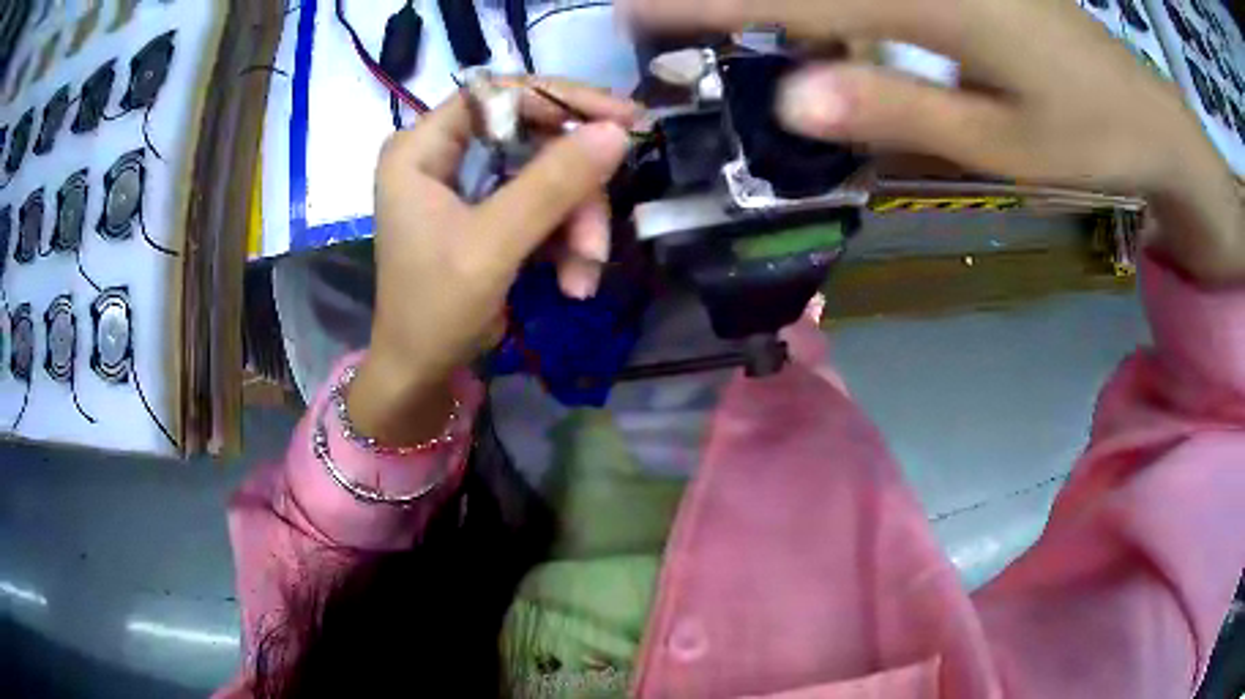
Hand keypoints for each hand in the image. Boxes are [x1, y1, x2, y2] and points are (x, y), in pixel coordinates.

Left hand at [350, 78, 637, 445]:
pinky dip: (565, 241)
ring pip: (547, 175)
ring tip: (585, 274)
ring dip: (577, 224)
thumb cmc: (435, 309)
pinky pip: (544, 205)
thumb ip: (551, 185)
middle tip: (600, 233)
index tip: (621, 119)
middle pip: (531, 136)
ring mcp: (468, 183)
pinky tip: (575, 280)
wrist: (421, 373)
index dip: (561, 99)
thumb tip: (615, 132)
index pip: (497, 95)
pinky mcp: (490, 211)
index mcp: (420, 148)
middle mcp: (442, 154)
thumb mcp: (492, 246)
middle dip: (574, 189)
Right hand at [627, 0, 1242, 282]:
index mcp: (942, 4)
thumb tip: (794, 96)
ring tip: (749, 36)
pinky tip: (840, 40)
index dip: (712, 2)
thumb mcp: (1001, 143)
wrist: (1150, 114)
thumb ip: (897, 110)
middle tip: (672, 25)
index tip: (635, 11)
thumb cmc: (1091, 138)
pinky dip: (844, 13)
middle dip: (738, 1)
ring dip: (795, 12)